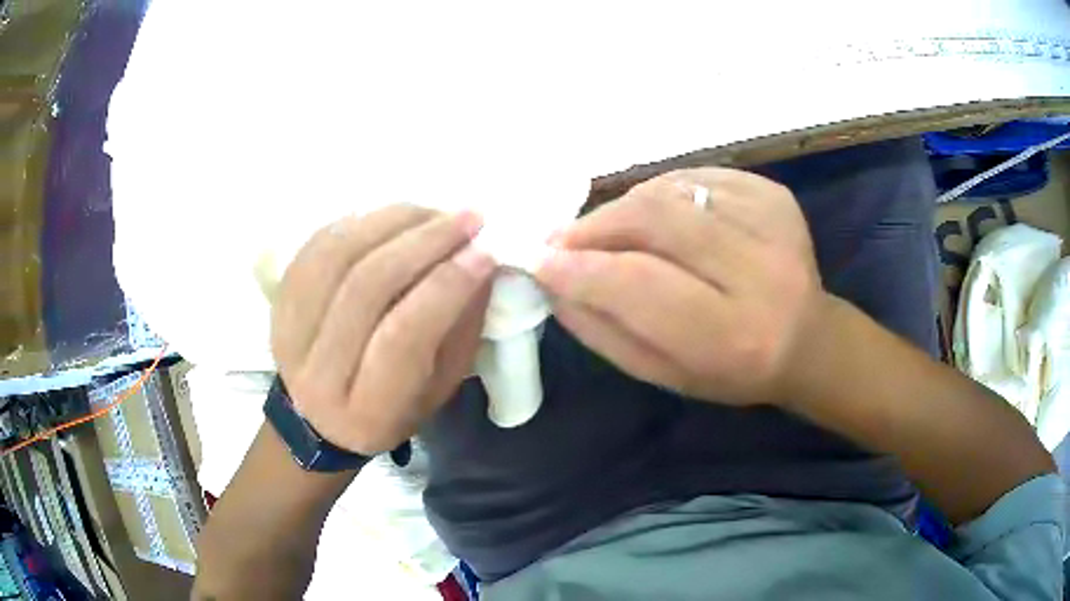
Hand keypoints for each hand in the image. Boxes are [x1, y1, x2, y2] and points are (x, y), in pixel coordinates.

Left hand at [271, 205, 494, 454]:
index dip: (445, 287)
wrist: (320, 419)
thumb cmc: (393, 408)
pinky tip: (392, 218)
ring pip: (336, 257)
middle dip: (423, 242)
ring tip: (432, 212)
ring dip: (391, 222)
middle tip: (467, 218)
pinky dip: (360, 222)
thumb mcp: (440, 387)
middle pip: (365, 288)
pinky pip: (316, 246)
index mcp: (367, 410)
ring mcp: (288, 333)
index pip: (403, 337)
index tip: (484, 252)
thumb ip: (461, 328)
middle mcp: (319, 373)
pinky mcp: (278, 302)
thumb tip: (479, 261)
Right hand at [536, 168, 829, 406]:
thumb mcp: (662, 373)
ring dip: (625, 208)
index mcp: (731, 336)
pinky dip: (662, 193)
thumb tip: (550, 280)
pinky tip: (664, 218)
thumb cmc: (730, 371)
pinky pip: (695, 176)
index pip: (638, 284)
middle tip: (565, 239)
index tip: (536, 260)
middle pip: (654, 219)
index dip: (579, 268)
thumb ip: (604, 330)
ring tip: (614, 232)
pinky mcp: (773, 194)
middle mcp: (759, 273)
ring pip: (670, 191)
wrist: (806, 340)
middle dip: (595, 225)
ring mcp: (772, 222)